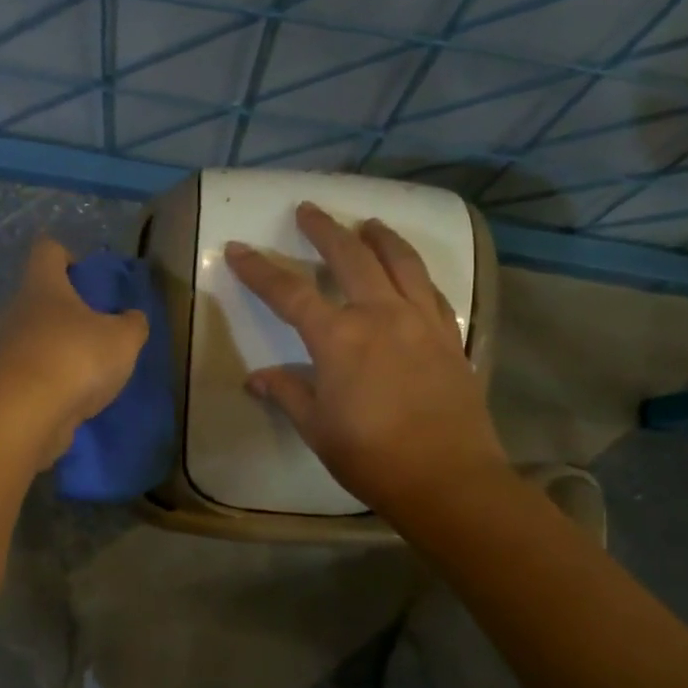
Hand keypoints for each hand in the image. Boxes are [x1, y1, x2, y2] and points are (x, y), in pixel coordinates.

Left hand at [0, 236, 148, 464]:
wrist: (21, 417)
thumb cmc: (74, 360)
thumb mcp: (122, 340)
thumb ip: (132, 325)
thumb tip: (131, 318)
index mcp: (42, 285)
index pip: (47, 250)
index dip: (66, 255)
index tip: (85, 276)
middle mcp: (14, 310)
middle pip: (38, 298)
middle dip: (65, 312)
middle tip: (95, 332)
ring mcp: (0, 348)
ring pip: (31, 338)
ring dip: (55, 350)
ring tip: (86, 372)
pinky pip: (26, 374)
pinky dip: (45, 382)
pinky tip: (69, 399)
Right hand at [224, 202, 505, 516]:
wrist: (447, 478)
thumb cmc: (371, 457)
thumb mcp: (317, 428)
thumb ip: (287, 393)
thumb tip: (257, 377)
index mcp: (338, 338)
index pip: (289, 293)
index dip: (260, 269)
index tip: (238, 248)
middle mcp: (380, 315)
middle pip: (351, 257)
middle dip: (324, 230)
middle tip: (309, 210)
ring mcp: (421, 322)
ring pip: (400, 262)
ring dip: (380, 237)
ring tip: (367, 223)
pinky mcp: (450, 336)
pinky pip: (431, 291)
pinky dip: (415, 273)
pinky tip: (409, 273)